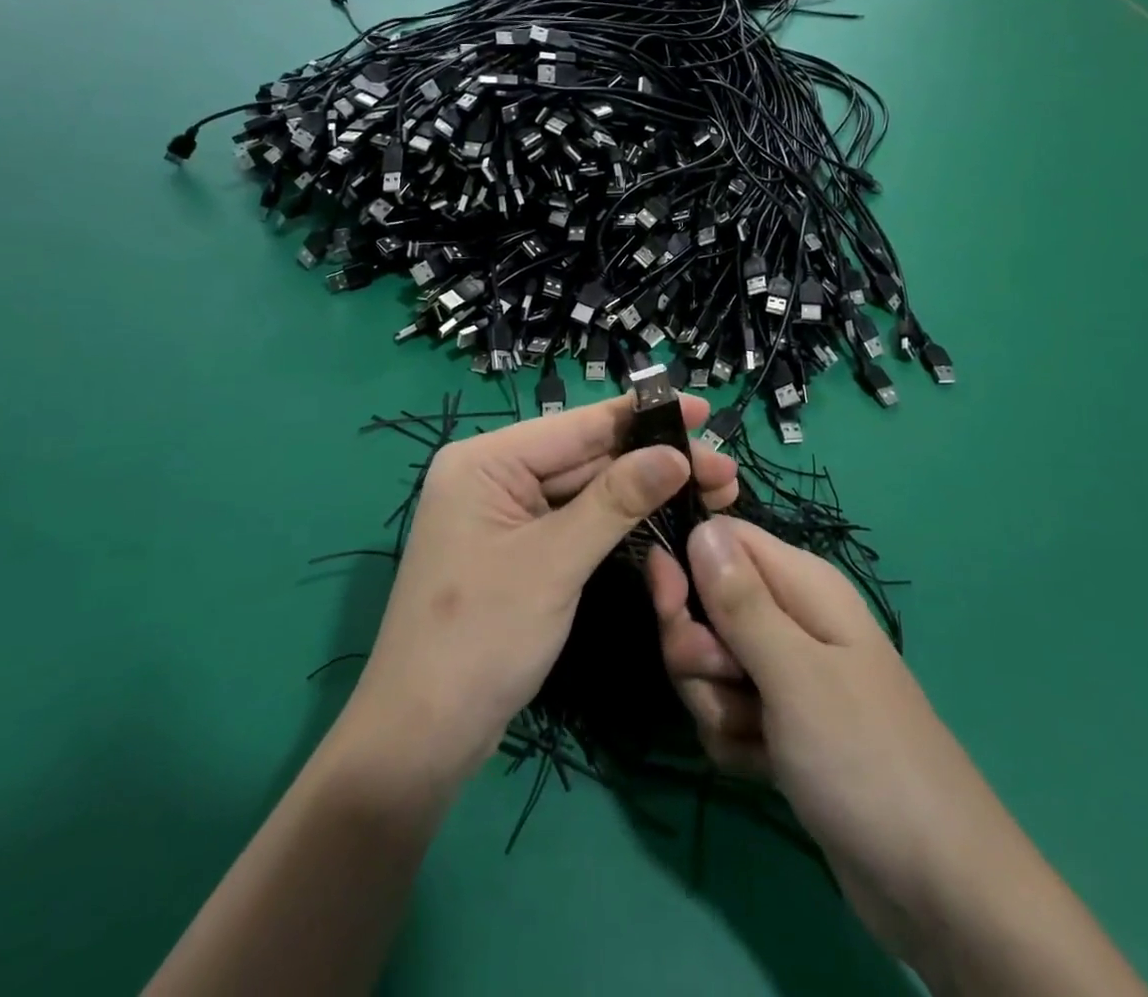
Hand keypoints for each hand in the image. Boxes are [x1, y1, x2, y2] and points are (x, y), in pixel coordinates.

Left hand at [350, 394, 739, 789]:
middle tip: (725, 471)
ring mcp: (506, 515)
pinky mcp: (520, 550)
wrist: (422, 739)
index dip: (644, 416)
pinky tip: (667, 518)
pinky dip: (621, 522)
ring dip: (645, 492)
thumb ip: (616, 501)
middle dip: (655, 461)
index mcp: (486, 461)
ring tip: (714, 493)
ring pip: (587, 490)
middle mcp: (494, 476)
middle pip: (587, 456)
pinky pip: (576, 521)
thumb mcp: (555, 562)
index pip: (577, 425)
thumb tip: (676, 454)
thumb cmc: (481, 639)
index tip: (702, 409)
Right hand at [647, 518, 960, 970]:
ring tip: (759, 738)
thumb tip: (701, 525)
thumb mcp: (795, 673)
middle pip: (706, 606)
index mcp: (802, 585)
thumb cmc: (864, 758)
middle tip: (726, 684)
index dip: (687, 566)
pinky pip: (726, 713)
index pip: (721, 540)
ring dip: (716, 705)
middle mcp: (791, 618)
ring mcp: (786, 675)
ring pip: (710, 666)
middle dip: (699, 652)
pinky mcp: (780, 725)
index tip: (669, 606)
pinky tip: (765, 767)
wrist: (936, 887)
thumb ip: (740, 601)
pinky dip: (734, 742)